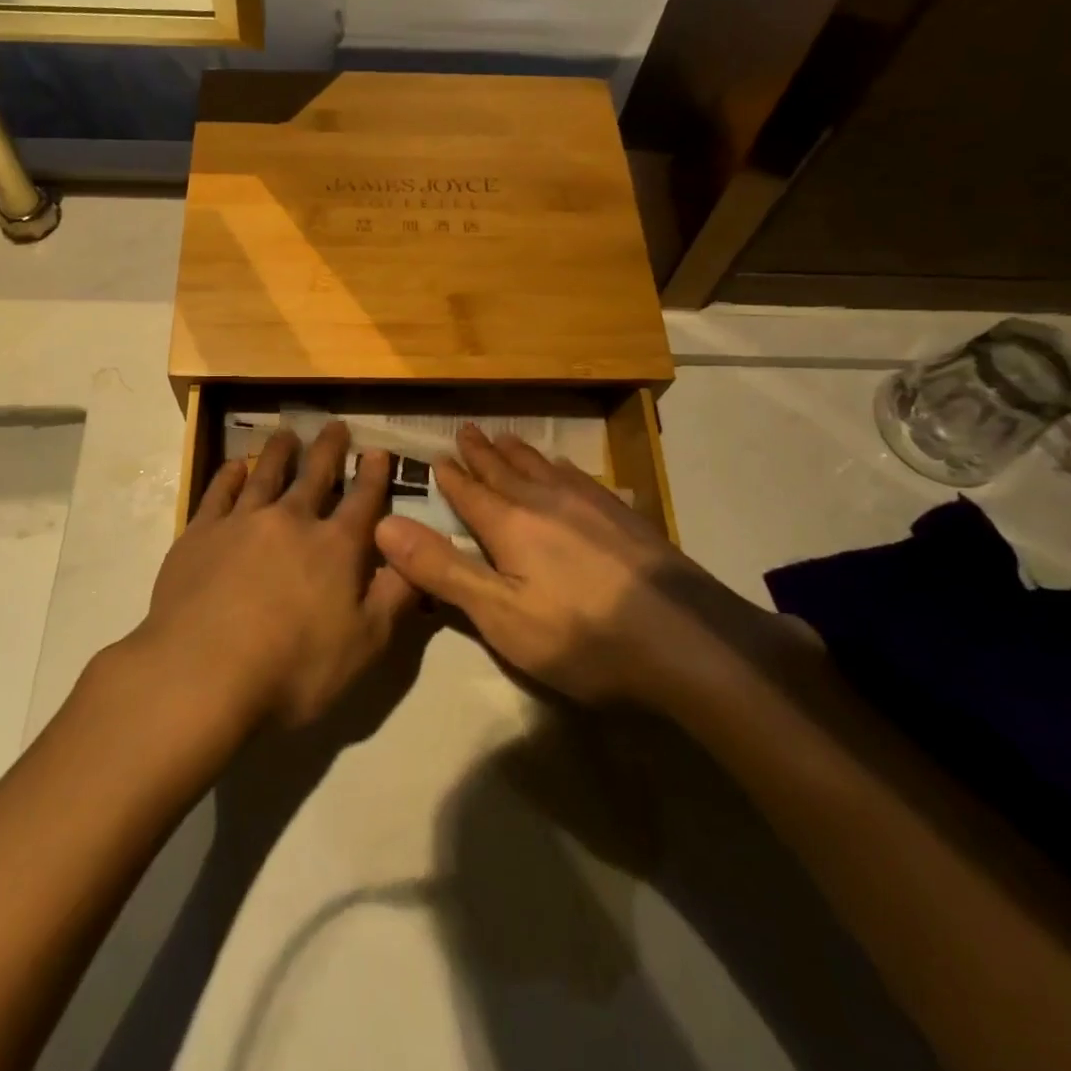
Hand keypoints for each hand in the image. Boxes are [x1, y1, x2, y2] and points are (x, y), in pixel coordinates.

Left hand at [139, 422, 418, 728]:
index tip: (378, 451)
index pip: (363, 501)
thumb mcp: (364, 644)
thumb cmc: (292, 669)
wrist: (201, 674)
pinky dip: (229, 475)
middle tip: (335, 425)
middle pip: (315, 474)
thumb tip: (416, 556)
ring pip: (266, 473)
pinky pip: (218, 492)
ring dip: (280, 451)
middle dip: (329, 449)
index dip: (374, 475)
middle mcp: (291, 520)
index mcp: (335, 547)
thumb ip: (394, 596)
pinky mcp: (200, 533)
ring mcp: (242, 522)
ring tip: (287, 434)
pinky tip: (234, 467)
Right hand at [374, 426, 742, 706]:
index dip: (450, 476)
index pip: (470, 493)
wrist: (685, 640)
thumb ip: (443, 570)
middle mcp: (546, 502)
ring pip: (543, 468)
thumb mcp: (500, 615)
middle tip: (466, 430)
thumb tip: (385, 524)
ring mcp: (591, 505)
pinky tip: (567, 470)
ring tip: (507, 438)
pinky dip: (561, 467)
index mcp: (511, 524)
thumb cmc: (582, 636)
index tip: (435, 456)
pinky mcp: (625, 516)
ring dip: (519, 453)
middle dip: (481, 453)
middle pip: (506, 470)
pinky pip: (581, 477)